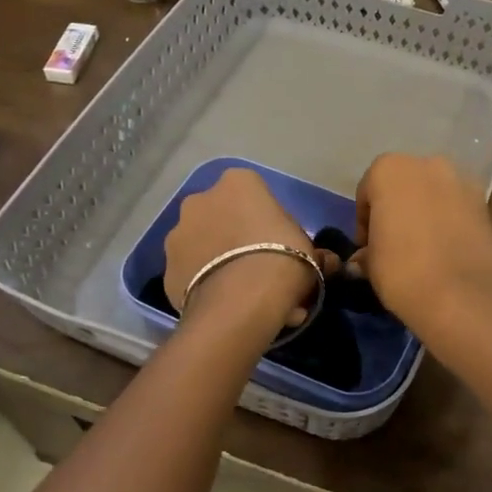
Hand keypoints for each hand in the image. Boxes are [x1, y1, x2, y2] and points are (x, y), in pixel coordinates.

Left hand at [164, 168, 321, 328]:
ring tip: (245, 297)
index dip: (267, 219)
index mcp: (238, 183)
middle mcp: (200, 200)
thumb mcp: (310, 252)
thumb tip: (325, 261)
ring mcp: (177, 234)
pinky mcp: (166, 270)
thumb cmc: (283, 259)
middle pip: (222, 217)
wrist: (242, 301)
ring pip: (204, 246)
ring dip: (220, 263)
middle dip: (237, 239)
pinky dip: (206, 287)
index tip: (280, 243)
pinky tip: (227, 308)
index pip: (253, 193)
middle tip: (261, 269)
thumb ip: (312, 251)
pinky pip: (192, 275)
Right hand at [354, 154, 491, 341]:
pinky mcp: (484, 202)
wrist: (463, 296)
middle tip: (393, 243)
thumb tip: (365, 258)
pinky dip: (449, 220)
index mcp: (389, 170)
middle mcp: (426, 164)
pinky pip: (456, 207)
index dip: (364, 221)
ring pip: (433, 193)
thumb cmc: (403, 271)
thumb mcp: (371, 264)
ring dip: (424, 211)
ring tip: (423, 246)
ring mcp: (460, 180)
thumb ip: (366, 252)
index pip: (367, 191)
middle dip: (396, 209)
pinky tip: (446, 248)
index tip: (367, 247)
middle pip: (402, 185)